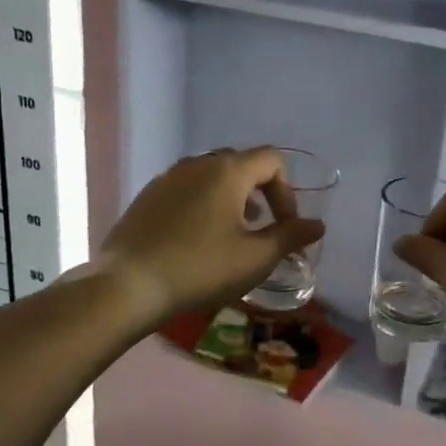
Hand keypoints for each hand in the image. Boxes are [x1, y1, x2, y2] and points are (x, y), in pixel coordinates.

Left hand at [100, 148, 325, 327]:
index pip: (271, 160)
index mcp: (228, 171)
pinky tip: (195, 240)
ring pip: (210, 176)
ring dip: (230, 199)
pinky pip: (186, 189)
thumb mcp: (255, 258)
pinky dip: (202, 204)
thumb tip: (317, 225)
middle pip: (240, 164)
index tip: (284, 227)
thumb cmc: (200, 269)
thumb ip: (290, 237)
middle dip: (259, 192)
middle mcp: (197, 164)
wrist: (128, 285)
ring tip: (230, 235)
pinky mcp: (147, 197)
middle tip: (260, 228)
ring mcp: (167, 178)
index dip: (287, 192)